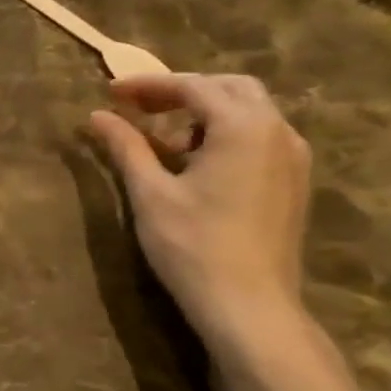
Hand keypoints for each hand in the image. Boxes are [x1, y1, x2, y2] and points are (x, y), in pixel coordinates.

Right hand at [89, 74, 311, 353]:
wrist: (249, 305)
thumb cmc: (193, 246)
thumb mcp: (150, 193)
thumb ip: (125, 147)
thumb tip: (97, 115)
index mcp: (244, 126)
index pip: (193, 86)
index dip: (148, 85)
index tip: (111, 93)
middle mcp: (277, 131)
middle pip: (229, 89)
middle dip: (182, 92)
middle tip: (138, 107)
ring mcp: (292, 157)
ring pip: (248, 113)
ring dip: (204, 114)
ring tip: (162, 138)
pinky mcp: (293, 182)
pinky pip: (259, 139)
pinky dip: (224, 136)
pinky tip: (195, 164)